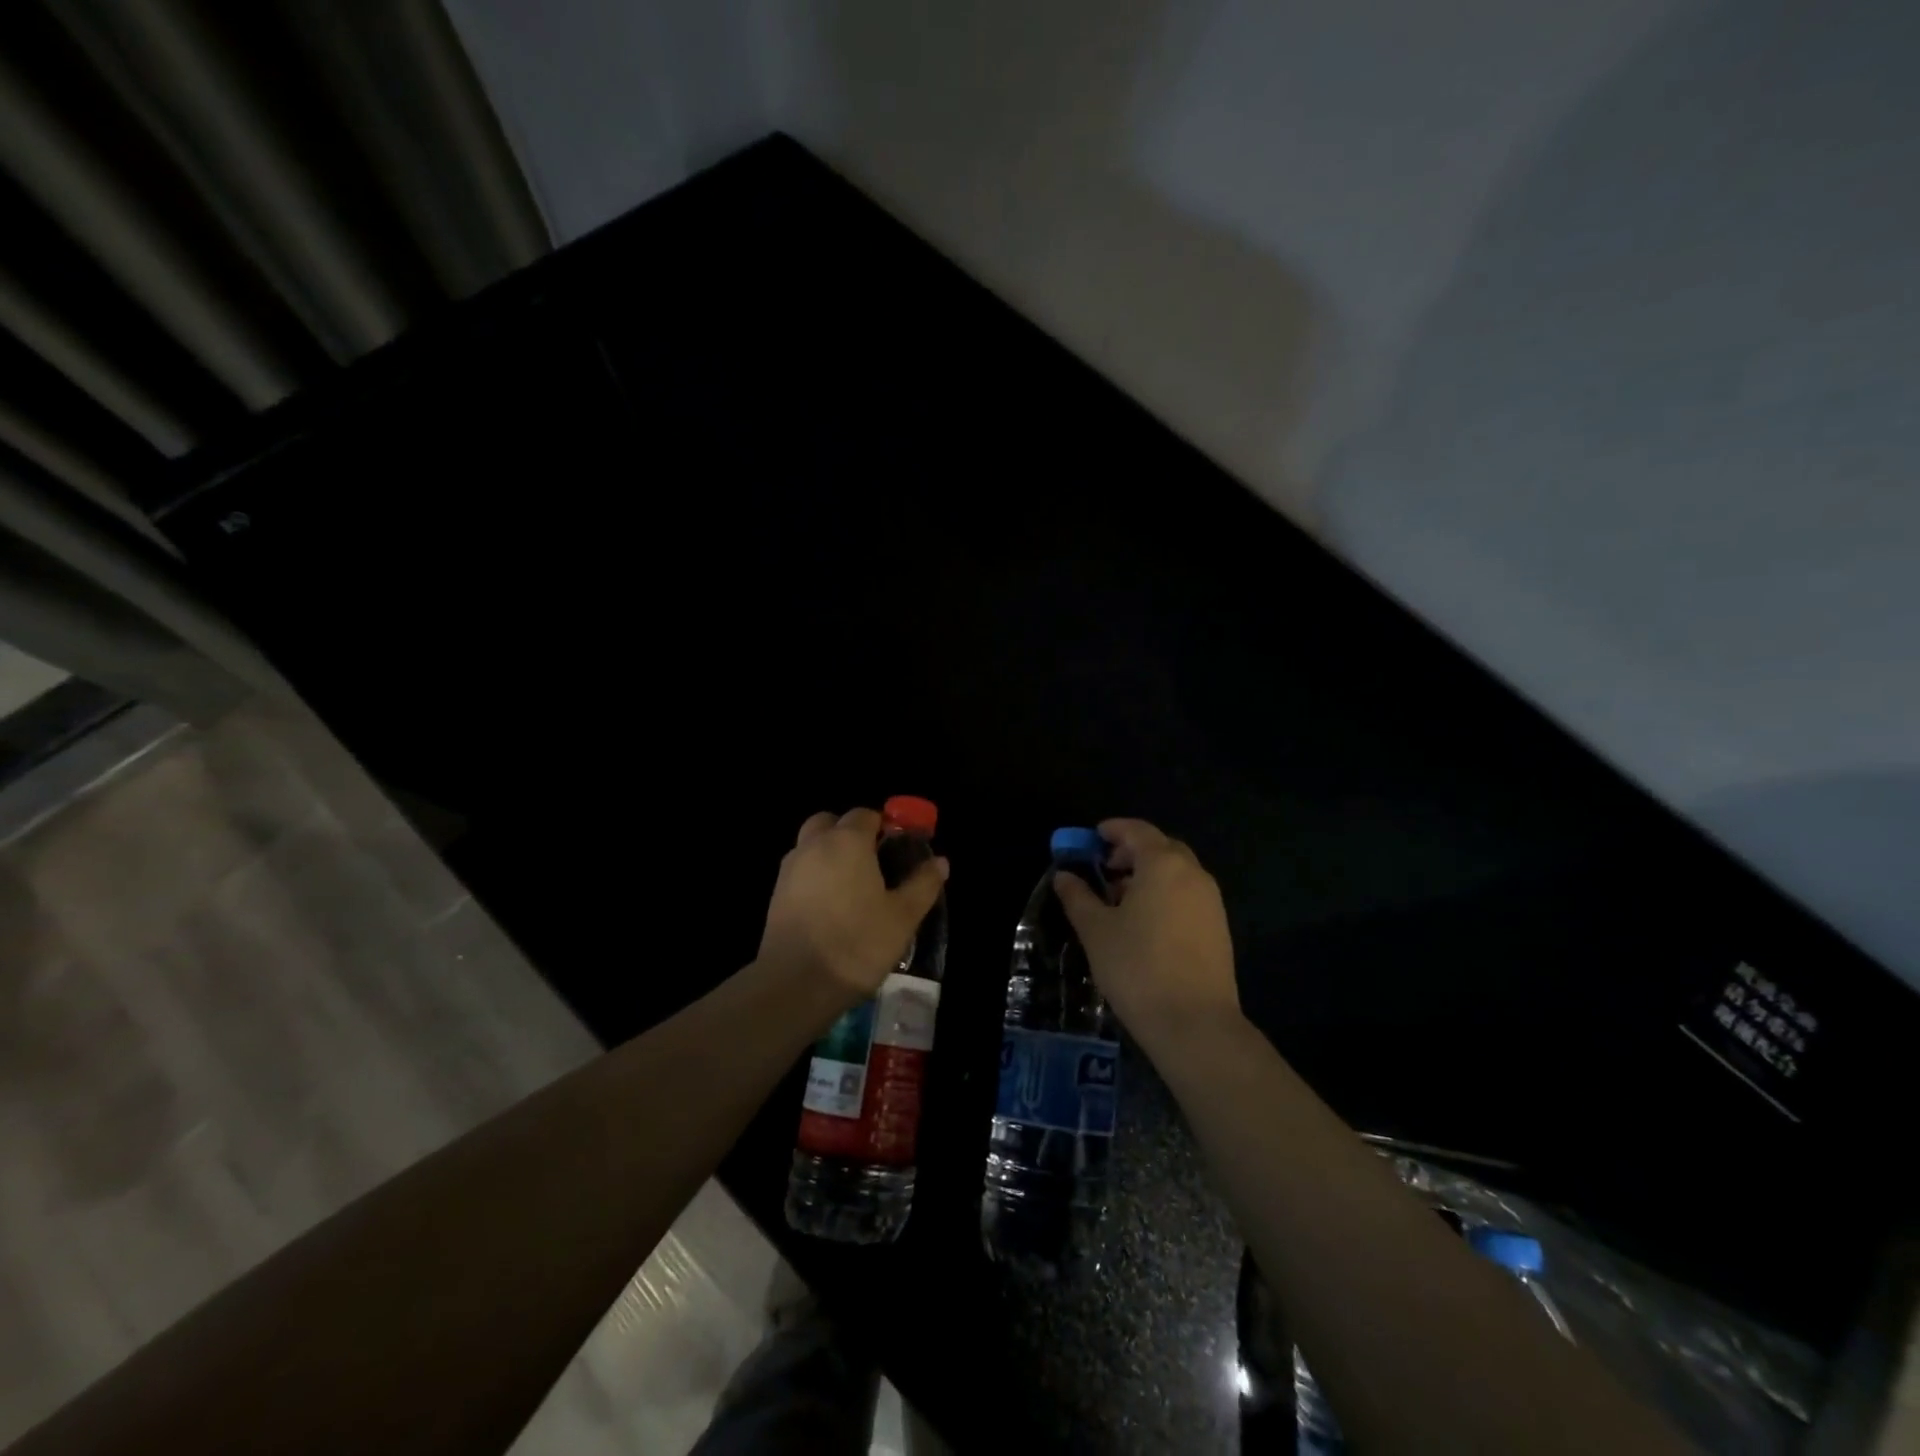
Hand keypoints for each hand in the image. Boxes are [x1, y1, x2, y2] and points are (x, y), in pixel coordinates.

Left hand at [757, 808, 948, 1008]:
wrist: (795, 984)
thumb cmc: (857, 943)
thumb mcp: (903, 916)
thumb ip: (923, 884)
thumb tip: (940, 861)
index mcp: (847, 841)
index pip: (865, 815)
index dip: (884, 827)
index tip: (898, 851)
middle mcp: (814, 845)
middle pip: (831, 823)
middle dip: (850, 834)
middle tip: (872, 864)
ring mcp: (789, 869)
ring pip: (811, 846)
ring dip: (830, 855)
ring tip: (853, 890)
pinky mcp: (775, 895)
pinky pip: (800, 872)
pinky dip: (815, 878)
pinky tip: (831, 909)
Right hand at [1054, 818, 1239, 1041]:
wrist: (1194, 1023)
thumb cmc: (1137, 967)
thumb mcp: (1096, 930)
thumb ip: (1078, 896)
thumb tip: (1064, 875)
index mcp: (1163, 864)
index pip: (1137, 830)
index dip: (1112, 830)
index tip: (1092, 838)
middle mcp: (1193, 874)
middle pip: (1161, 848)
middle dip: (1131, 852)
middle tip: (1104, 868)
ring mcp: (1211, 901)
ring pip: (1177, 873)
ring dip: (1148, 874)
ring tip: (1119, 900)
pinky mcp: (1218, 928)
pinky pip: (1187, 895)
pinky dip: (1165, 894)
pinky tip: (1144, 923)